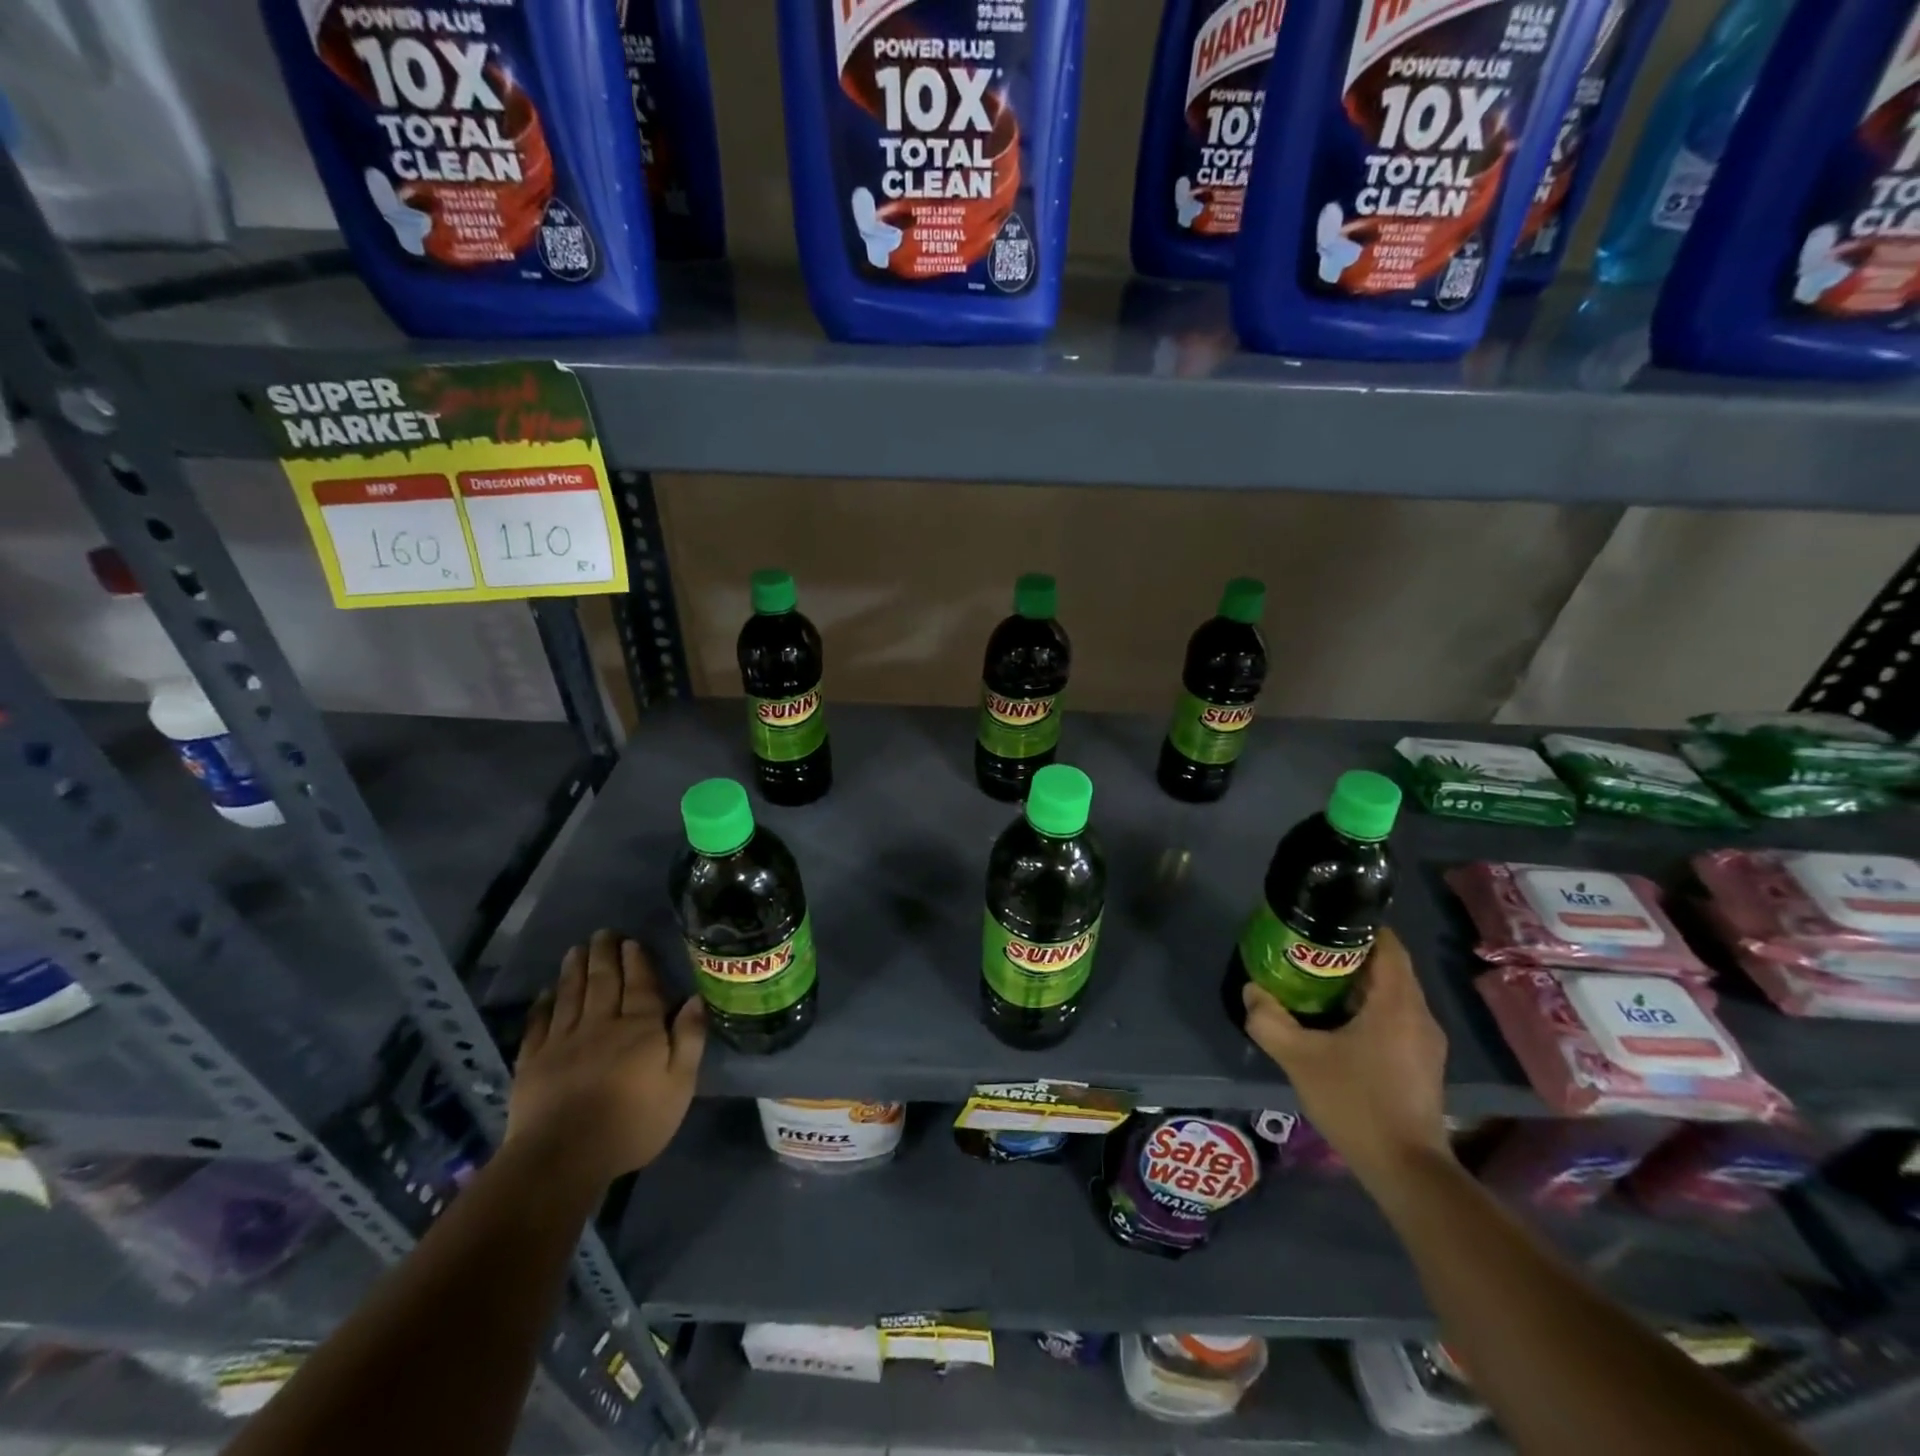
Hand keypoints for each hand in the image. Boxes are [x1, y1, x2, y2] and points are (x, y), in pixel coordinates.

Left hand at [507, 930, 705, 1184]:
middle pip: (603, 981)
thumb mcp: (680, 1085)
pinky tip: (545, 993)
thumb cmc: (633, 1123)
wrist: (564, 1157)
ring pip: (571, 995)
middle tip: (603, 933)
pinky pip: (539, 1024)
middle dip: (605, 955)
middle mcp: (602, 1024)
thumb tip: (695, 998)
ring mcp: (564, 1041)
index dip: (637, 961)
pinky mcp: (533, 1061)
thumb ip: (689, 1039)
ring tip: (577, 949)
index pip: (641, 985)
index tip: (632, 941)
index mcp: (640, 1028)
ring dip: (575, 970)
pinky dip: (543, 1005)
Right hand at [1242, 927, 1449, 1192]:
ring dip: (1359, 985)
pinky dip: (1370, 1009)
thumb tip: (1252, 991)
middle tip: (1309, 952)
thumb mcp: (1299, 1059)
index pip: (1388, 945)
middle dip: (1351, 956)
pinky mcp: (1423, 1064)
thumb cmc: (1356, 1103)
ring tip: (1317, 984)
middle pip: (1389, 968)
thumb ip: (1269, 1021)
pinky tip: (1338, 1024)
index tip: (1325, 923)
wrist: (1406, 1170)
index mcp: (1397, 1003)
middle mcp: (1420, 1016)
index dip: (1360, 928)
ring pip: (1393, 995)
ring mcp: (1426, 1043)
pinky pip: (1397, 1018)